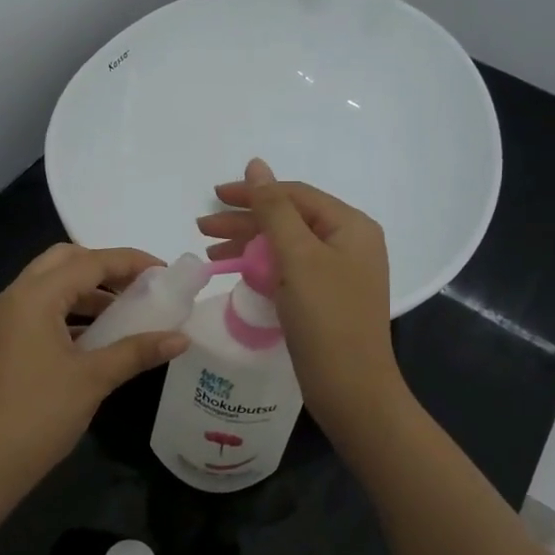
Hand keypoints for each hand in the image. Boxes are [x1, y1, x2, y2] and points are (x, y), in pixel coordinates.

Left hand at [0, 244, 187, 511]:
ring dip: (88, 291)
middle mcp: (16, 297)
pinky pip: (43, 311)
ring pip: (52, 286)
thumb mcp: (94, 379)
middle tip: (140, 285)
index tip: (165, 272)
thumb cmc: (38, 415)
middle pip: (65, 261)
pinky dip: (73, 312)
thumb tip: (182, 338)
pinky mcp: (5, 343)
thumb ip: (137, 351)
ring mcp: (6, 321)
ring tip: (127, 310)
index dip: (130, 261)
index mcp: (34, 296)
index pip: (89, 262)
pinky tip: (99, 336)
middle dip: (105, 267)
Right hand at [197, 159, 404, 429]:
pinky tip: (236, 272)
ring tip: (211, 251)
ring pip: (287, 246)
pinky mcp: (327, 298)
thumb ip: (274, 209)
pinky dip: (262, 268)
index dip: (253, 192)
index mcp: (351, 226)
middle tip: (203, 228)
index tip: (214, 197)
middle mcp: (349, 243)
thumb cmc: (326, 318)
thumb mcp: (297, 257)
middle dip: (245, 222)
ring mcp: (339, 273)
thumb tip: (256, 165)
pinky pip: (290, 270)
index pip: (295, 195)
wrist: (351, 389)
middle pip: (289, 219)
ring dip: (249, 245)